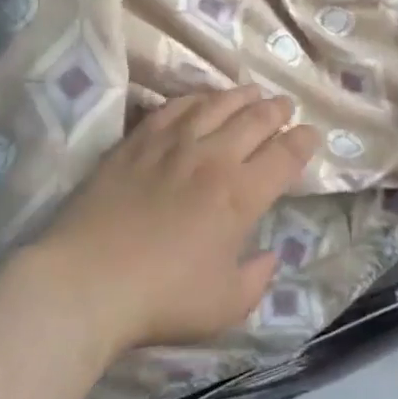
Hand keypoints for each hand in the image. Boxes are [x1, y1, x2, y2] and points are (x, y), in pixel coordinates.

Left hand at [38, 86, 318, 353]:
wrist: (87, 283)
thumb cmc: (162, 300)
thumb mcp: (225, 306)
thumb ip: (257, 279)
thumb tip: (270, 256)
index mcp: (241, 195)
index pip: (285, 155)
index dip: (304, 141)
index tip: (310, 135)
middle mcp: (214, 157)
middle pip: (256, 119)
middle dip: (278, 110)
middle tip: (286, 107)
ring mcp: (174, 143)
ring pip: (218, 104)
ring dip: (242, 96)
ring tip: (253, 93)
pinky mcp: (139, 140)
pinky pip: (175, 106)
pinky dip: (196, 98)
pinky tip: (201, 99)